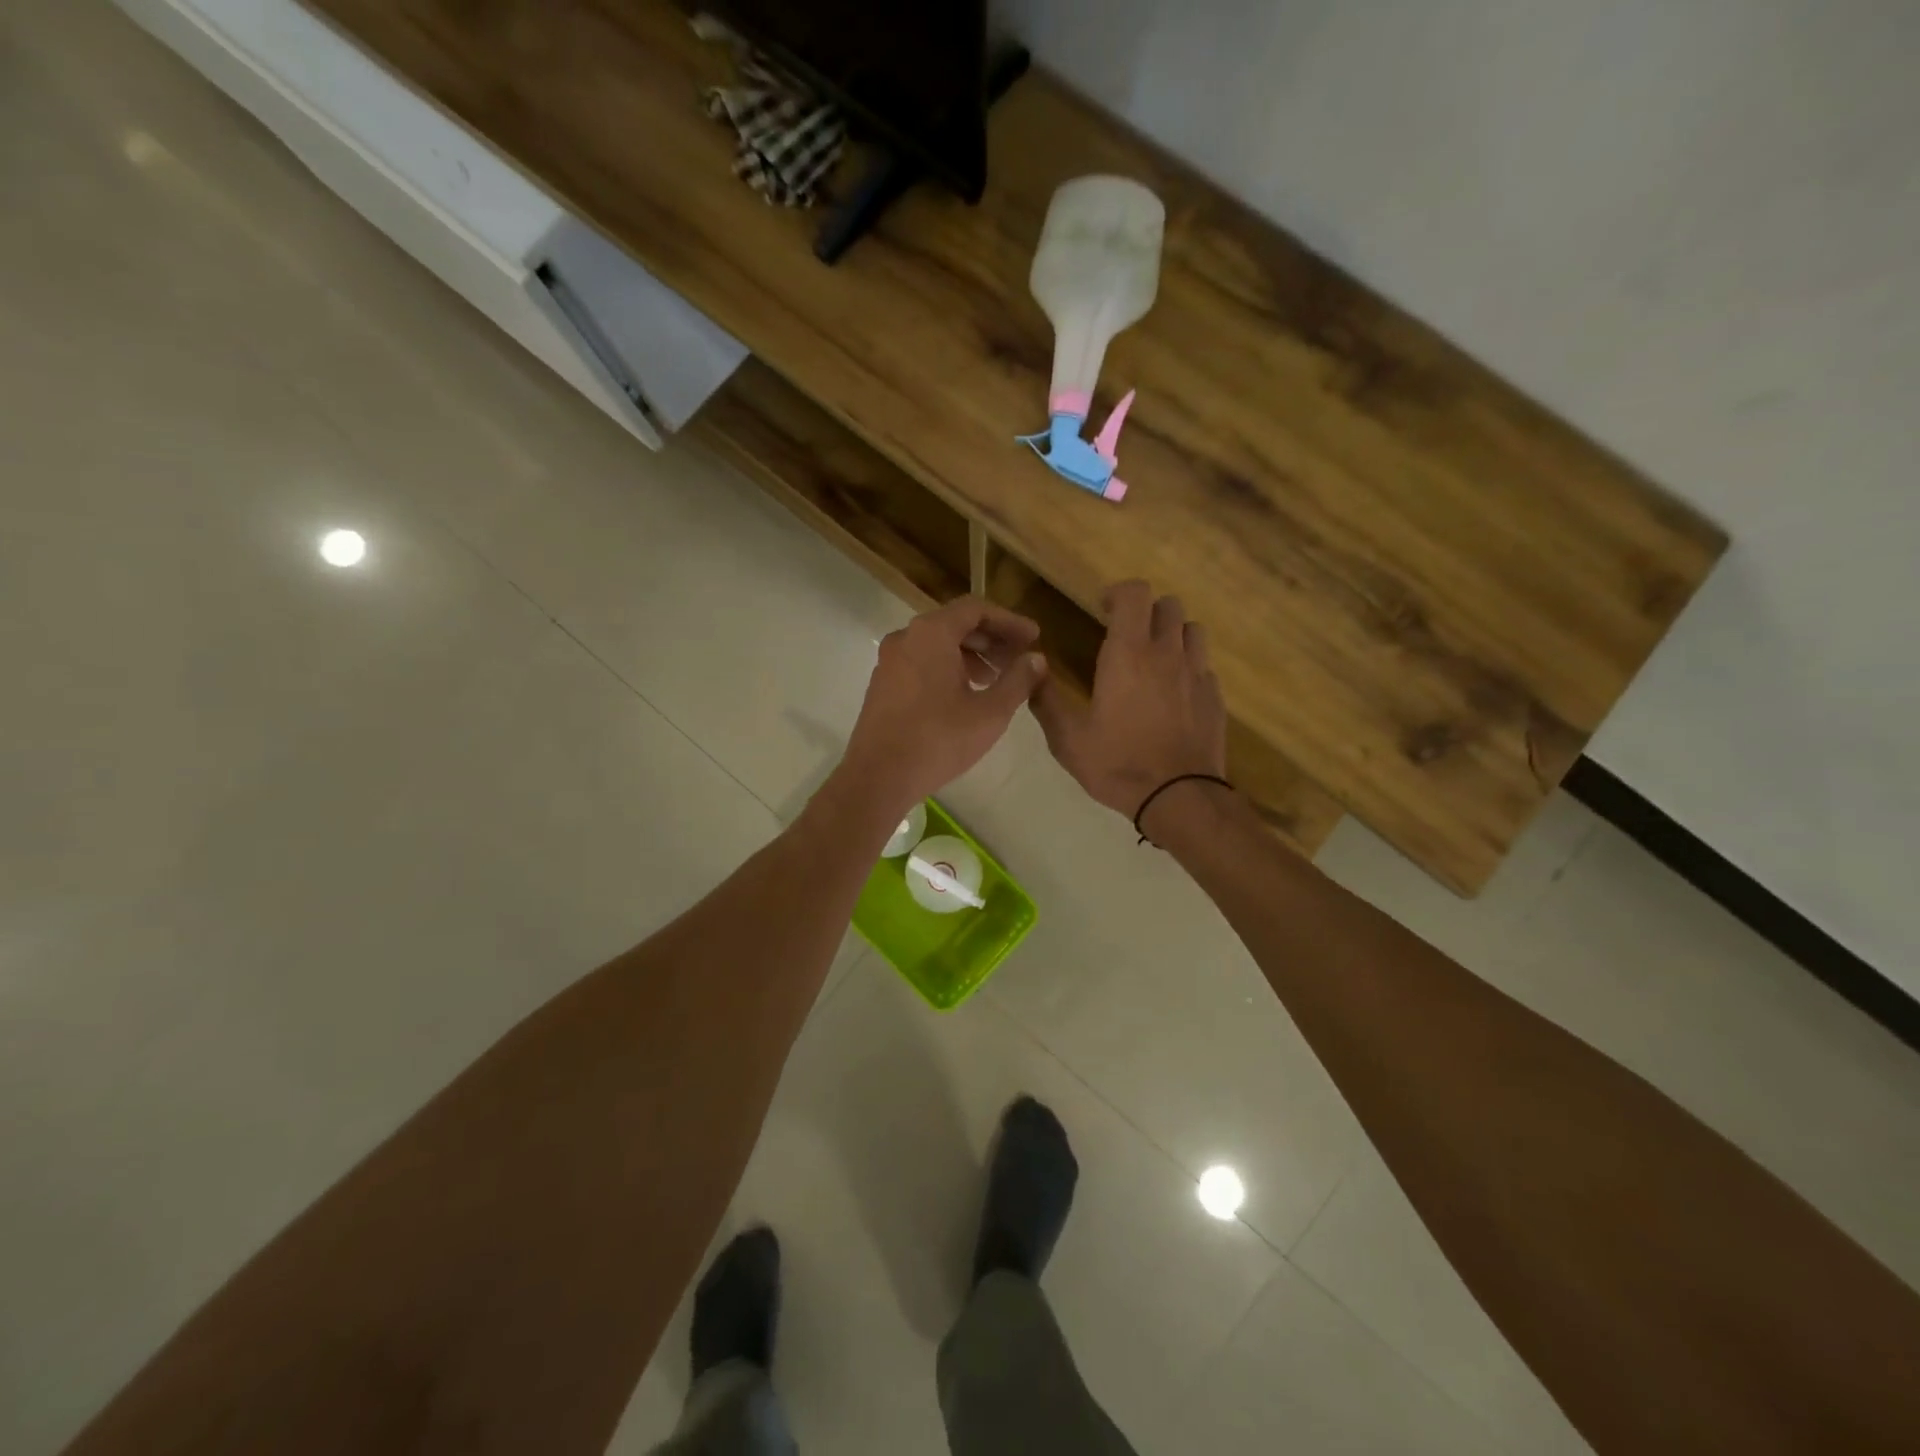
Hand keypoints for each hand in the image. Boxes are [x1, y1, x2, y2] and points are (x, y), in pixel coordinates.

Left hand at [835, 596, 1048, 818]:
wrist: (878, 777)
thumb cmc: (938, 740)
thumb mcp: (990, 712)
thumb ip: (1018, 680)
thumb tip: (1036, 659)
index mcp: (931, 633)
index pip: (976, 609)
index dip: (1009, 621)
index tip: (1033, 638)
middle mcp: (906, 637)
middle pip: (955, 624)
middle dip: (991, 640)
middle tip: (1020, 660)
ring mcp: (890, 661)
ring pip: (937, 645)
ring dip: (971, 656)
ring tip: (996, 681)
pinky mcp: (882, 685)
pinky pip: (921, 663)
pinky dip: (948, 669)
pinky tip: (966, 696)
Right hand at [1031, 580, 1227, 828]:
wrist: (1179, 797)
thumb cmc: (1118, 764)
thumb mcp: (1067, 739)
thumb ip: (1045, 699)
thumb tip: (1032, 669)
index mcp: (1129, 654)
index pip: (1135, 593)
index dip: (1118, 592)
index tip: (1102, 609)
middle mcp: (1167, 653)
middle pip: (1168, 605)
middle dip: (1146, 611)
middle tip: (1127, 634)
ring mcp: (1197, 674)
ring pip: (1192, 630)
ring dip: (1172, 633)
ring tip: (1155, 658)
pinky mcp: (1215, 697)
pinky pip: (1204, 665)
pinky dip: (1188, 666)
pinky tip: (1174, 693)